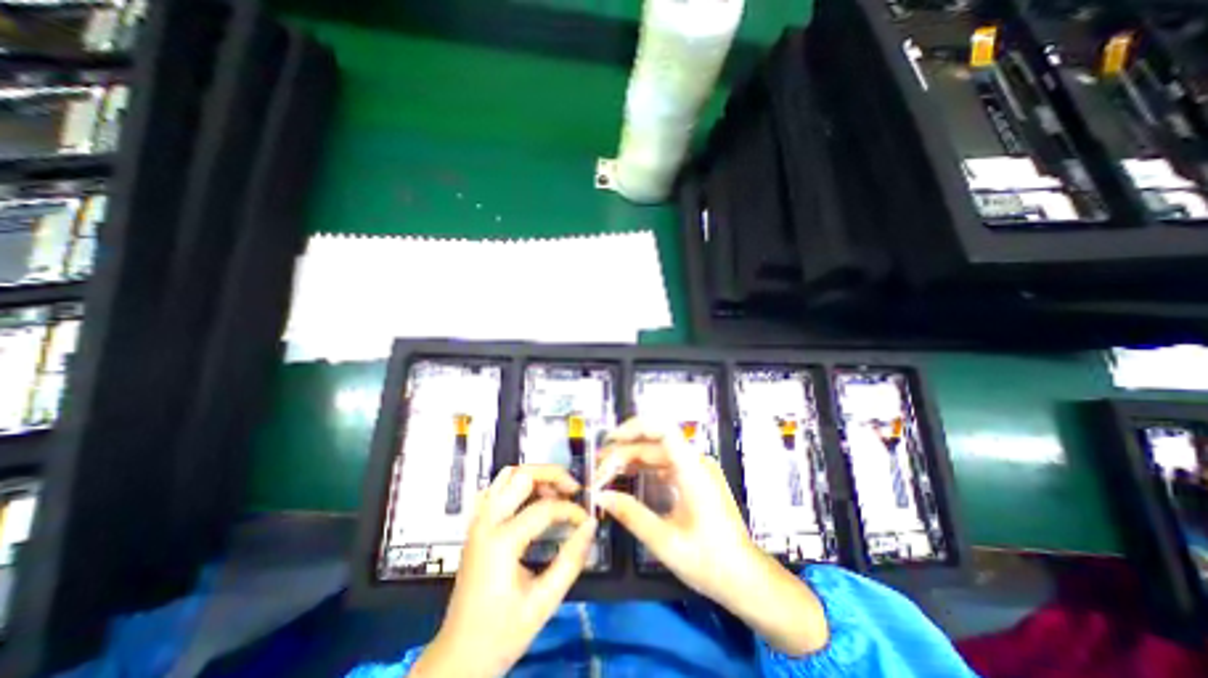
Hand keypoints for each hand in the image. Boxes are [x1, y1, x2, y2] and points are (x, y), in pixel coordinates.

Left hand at [417, 466, 598, 677]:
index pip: (545, 508)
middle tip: (573, 490)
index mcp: (501, 542)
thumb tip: (591, 526)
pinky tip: (531, 499)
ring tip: (556, 492)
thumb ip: (571, 561)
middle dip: (553, 475)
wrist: (458, 657)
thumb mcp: (543, 603)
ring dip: (535, 477)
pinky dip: (517, 485)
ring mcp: (477, 521)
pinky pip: (496, 488)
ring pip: (506, 476)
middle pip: (522, 475)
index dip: (571, 511)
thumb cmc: (501, 634)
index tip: (587, 522)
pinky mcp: (476, 525)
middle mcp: (486, 522)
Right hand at [593, 420, 831, 655]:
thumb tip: (600, 496)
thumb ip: (631, 514)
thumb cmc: (710, 561)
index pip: (663, 429)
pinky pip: (665, 464)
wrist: (745, 578)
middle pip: (654, 444)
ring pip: (658, 453)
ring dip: (632, 459)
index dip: (635, 428)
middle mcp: (696, 461)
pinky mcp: (696, 478)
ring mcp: (697, 469)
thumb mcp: (665, 542)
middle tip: (599, 470)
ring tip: (606, 472)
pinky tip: (628, 477)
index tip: (610, 441)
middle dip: (624, 452)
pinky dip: (645, 468)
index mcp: (693, 469)